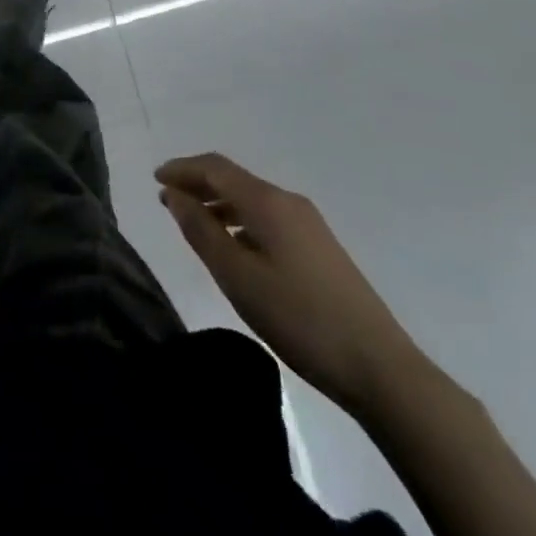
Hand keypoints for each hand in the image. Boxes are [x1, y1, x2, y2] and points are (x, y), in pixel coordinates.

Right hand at [157, 153, 420, 414]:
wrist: (380, 368)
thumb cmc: (299, 318)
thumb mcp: (237, 276)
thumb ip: (201, 231)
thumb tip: (174, 194)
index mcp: (267, 202)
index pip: (215, 167)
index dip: (182, 168)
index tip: (154, 179)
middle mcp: (288, 201)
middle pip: (234, 178)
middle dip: (198, 184)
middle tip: (167, 200)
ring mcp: (309, 224)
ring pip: (251, 199)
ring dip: (218, 203)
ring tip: (193, 224)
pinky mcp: (320, 248)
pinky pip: (267, 218)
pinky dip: (240, 220)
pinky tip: (233, 247)